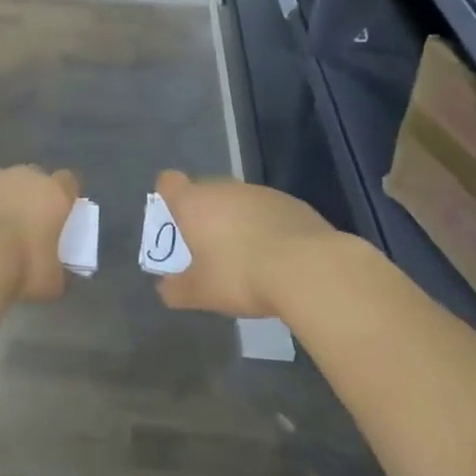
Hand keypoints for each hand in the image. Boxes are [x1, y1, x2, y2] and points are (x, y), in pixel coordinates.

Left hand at [0, 165, 81, 301]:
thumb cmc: (20, 266)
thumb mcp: (50, 281)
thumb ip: (58, 271)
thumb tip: (57, 273)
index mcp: (53, 194)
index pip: (68, 183)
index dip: (64, 196)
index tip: (60, 213)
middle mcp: (23, 176)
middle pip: (32, 178)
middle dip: (30, 196)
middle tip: (23, 224)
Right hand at [150, 170, 360, 317]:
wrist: (310, 268)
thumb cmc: (242, 275)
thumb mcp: (202, 293)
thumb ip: (177, 289)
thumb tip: (165, 288)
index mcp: (195, 203)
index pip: (169, 182)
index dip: (168, 197)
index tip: (174, 221)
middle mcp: (225, 188)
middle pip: (204, 192)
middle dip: (204, 216)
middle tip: (208, 251)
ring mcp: (260, 193)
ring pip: (238, 202)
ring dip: (237, 221)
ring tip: (247, 258)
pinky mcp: (292, 203)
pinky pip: (268, 212)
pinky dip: (266, 228)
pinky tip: (278, 258)